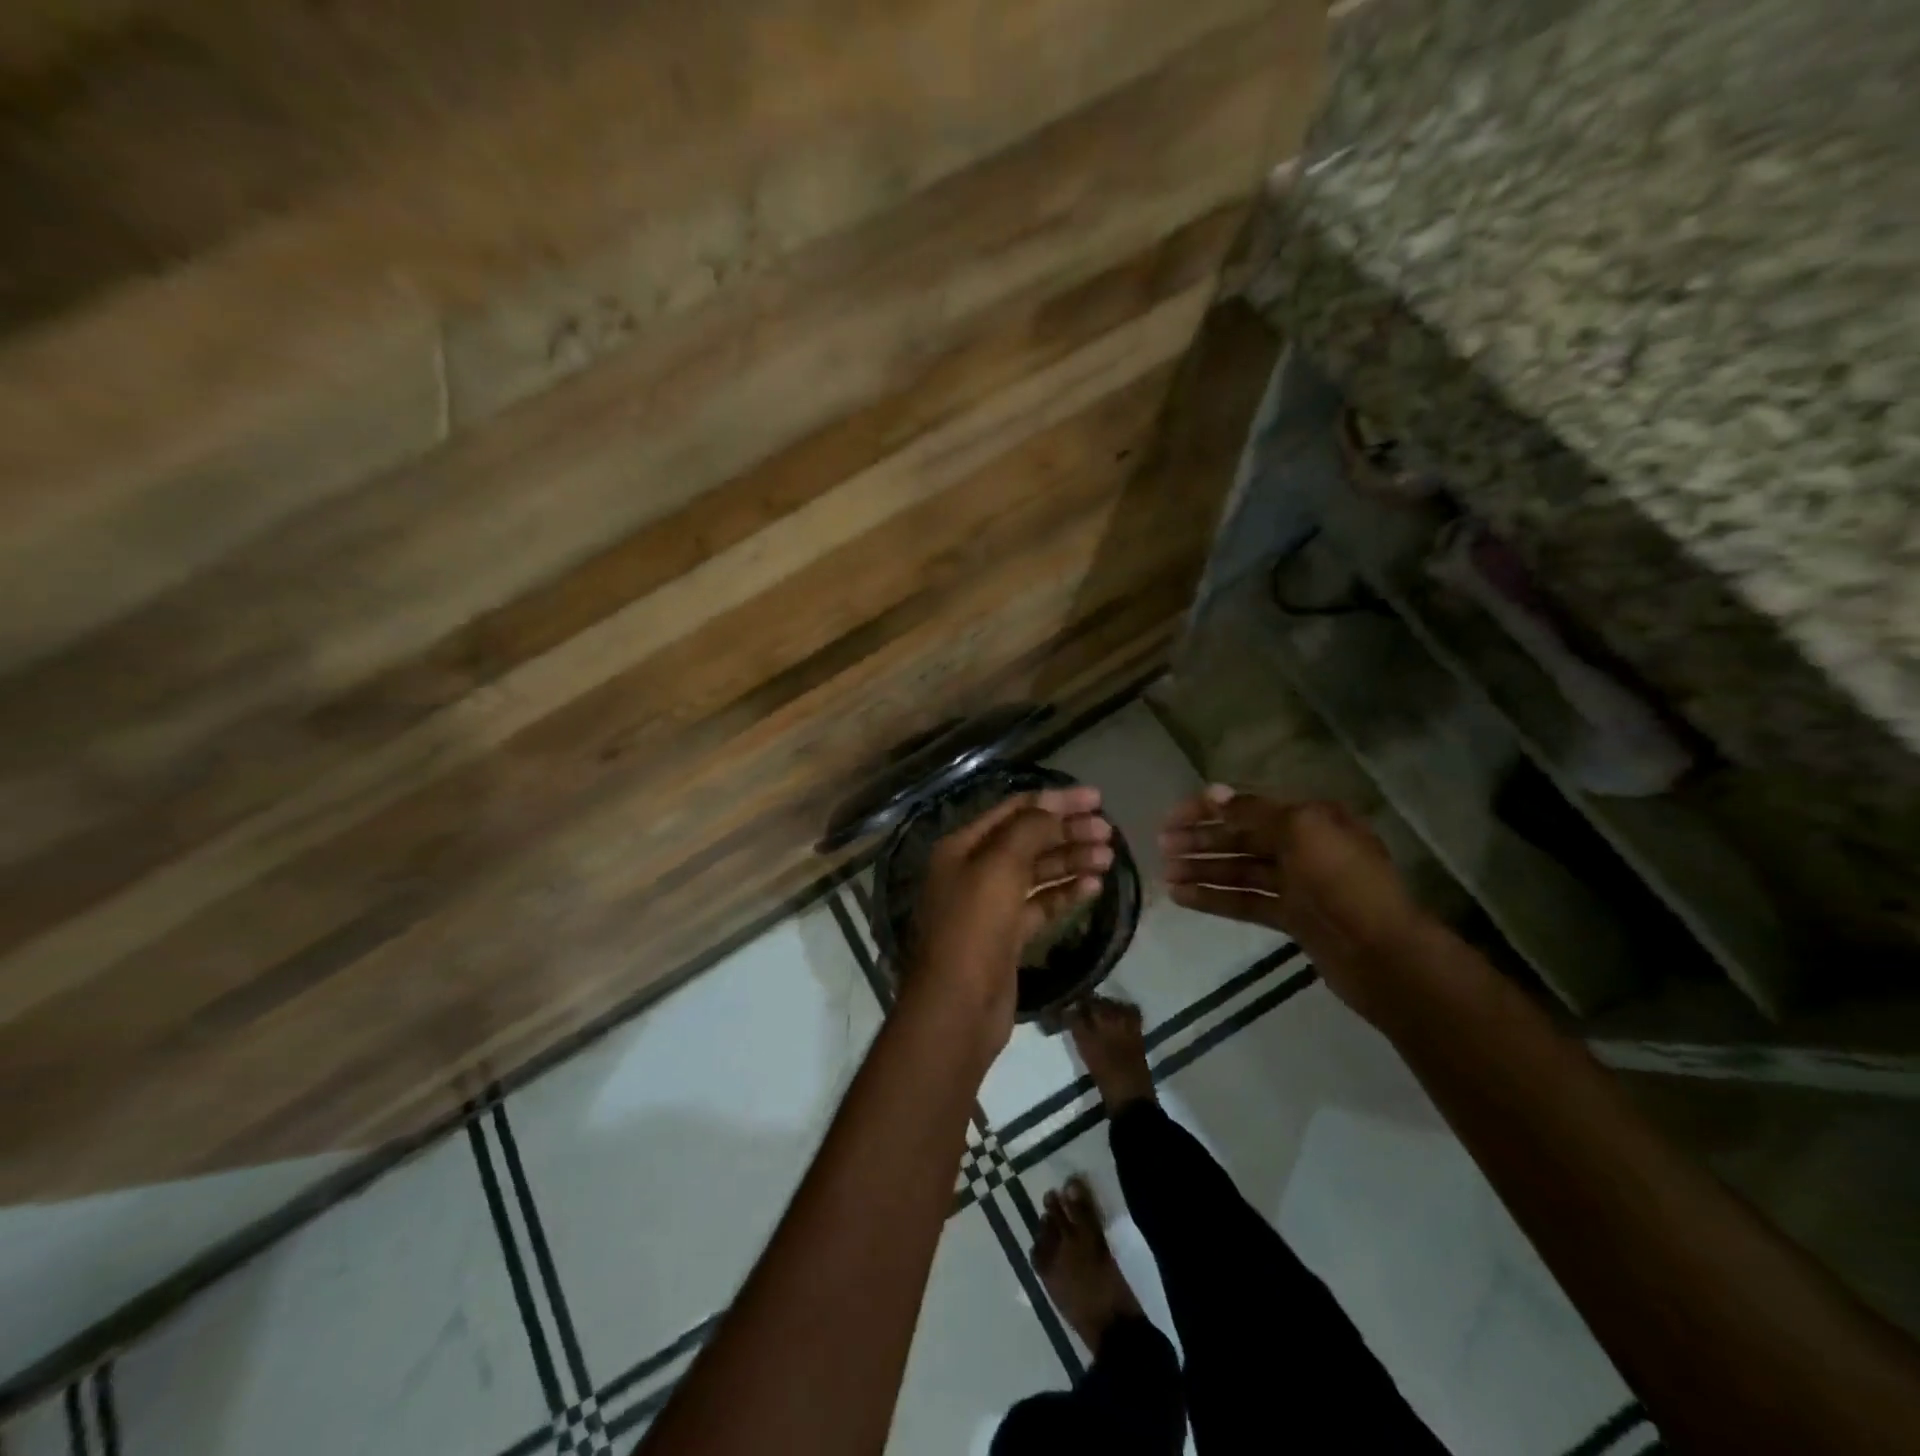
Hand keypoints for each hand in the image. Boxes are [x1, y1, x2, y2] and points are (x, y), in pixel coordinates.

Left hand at [908, 786, 1112, 1058]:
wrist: (957, 1008)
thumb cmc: (973, 928)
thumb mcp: (998, 867)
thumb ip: (1028, 831)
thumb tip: (1054, 809)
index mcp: (962, 846)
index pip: (1014, 810)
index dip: (1055, 800)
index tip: (1096, 798)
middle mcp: (974, 870)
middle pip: (1028, 839)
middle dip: (1067, 831)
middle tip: (1108, 831)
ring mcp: (991, 905)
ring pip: (1037, 873)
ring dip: (1071, 861)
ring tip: (1109, 857)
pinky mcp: (1008, 936)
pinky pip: (1041, 905)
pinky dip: (1066, 893)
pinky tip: (1094, 886)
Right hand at [1160, 786, 1426, 1018]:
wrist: (1384, 956)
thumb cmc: (1343, 882)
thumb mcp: (1301, 832)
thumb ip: (1253, 812)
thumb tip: (1213, 793)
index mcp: (1311, 818)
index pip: (1248, 806)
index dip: (1208, 810)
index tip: (1171, 818)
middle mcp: (1304, 846)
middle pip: (1242, 838)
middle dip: (1202, 840)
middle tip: (1162, 846)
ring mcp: (1298, 884)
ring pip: (1240, 871)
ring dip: (1203, 869)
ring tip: (1165, 874)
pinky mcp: (1292, 918)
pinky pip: (1246, 901)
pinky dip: (1215, 898)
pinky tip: (1182, 898)